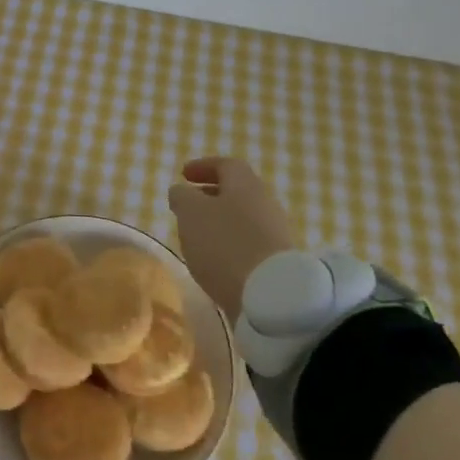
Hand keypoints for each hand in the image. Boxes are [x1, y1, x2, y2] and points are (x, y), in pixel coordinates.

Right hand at [166, 157, 295, 320]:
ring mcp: (275, 233)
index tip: (183, 174)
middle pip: (237, 191)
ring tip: (197, 235)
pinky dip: (230, 244)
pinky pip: (249, 243)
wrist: (270, 294)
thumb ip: (182, 196)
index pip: (226, 165)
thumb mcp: (190, 212)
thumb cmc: (224, 243)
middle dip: (211, 195)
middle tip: (188, 205)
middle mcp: (265, 203)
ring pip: (243, 218)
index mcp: (245, 184)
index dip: (203, 166)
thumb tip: (182, 191)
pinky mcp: (277, 261)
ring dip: (220, 222)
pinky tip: (215, 259)